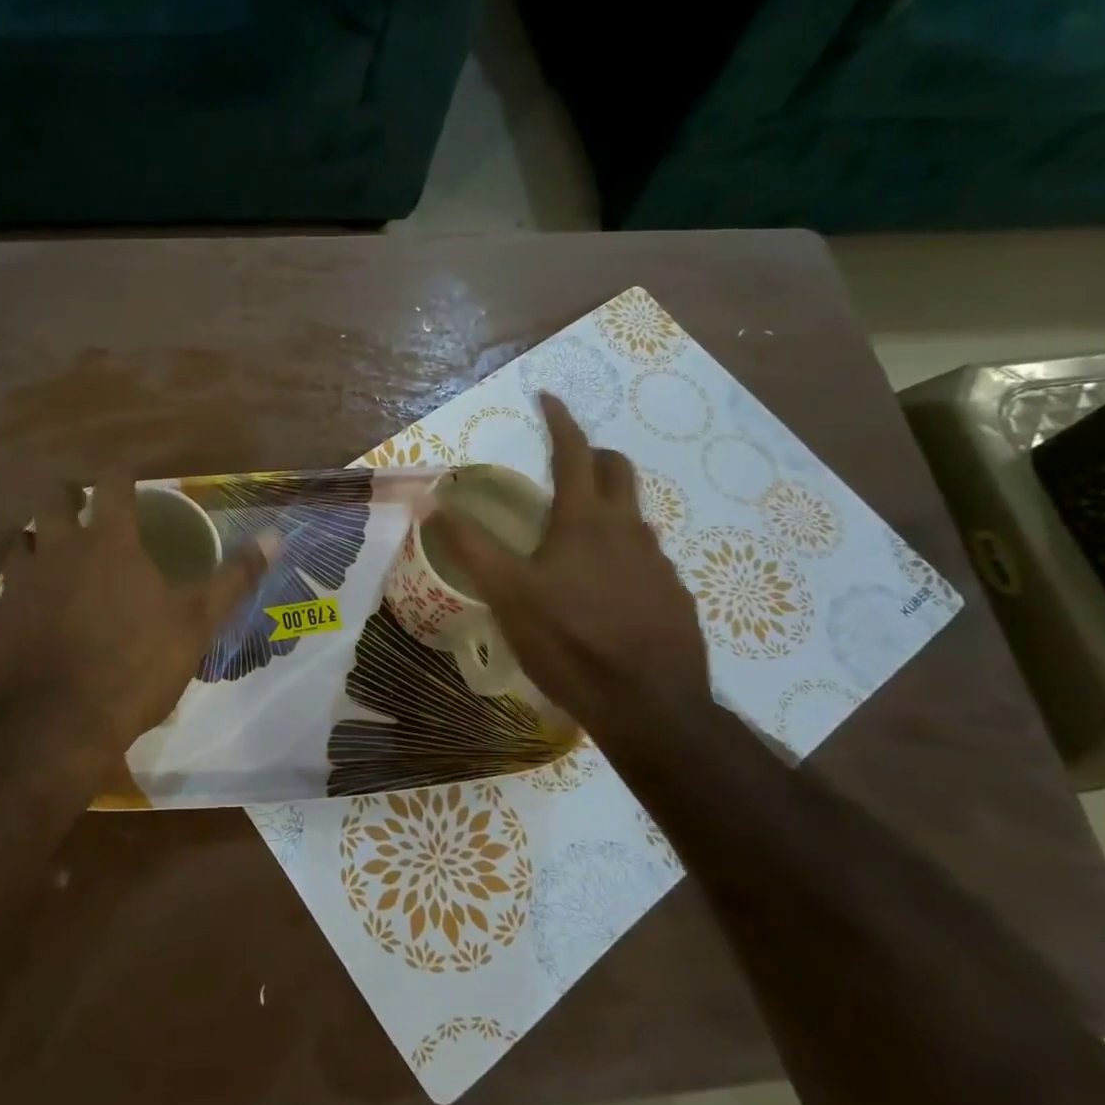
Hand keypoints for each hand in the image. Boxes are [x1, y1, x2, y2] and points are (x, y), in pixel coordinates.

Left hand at [0, 478, 268, 760]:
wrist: (54, 727)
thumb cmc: (134, 666)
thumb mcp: (196, 623)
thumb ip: (234, 577)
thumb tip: (275, 535)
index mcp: (109, 544)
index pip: (112, 486)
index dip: (121, 476)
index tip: (129, 479)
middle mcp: (58, 550)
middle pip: (52, 499)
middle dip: (67, 495)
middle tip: (83, 507)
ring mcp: (18, 583)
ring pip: (19, 539)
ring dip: (36, 537)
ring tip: (52, 551)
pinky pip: (1, 587)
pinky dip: (16, 586)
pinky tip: (28, 607)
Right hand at [430, 394, 713, 744]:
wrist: (651, 707)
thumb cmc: (571, 642)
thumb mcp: (508, 594)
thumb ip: (469, 545)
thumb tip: (430, 501)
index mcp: (585, 520)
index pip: (575, 451)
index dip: (561, 420)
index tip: (548, 398)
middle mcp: (628, 529)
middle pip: (618, 470)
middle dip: (593, 455)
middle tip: (566, 464)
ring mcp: (659, 563)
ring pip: (634, 516)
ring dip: (607, 507)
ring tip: (576, 536)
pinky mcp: (674, 595)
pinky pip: (647, 557)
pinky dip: (623, 553)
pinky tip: (605, 590)